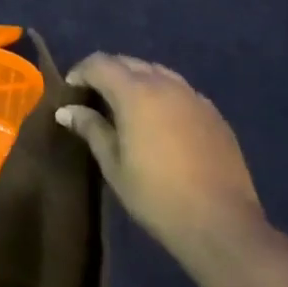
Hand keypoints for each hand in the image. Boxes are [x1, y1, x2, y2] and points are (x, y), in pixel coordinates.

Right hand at [55, 54, 263, 264]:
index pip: (100, 63)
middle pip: (128, 62)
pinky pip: (179, 90)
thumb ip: (91, 129)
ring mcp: (193, 96)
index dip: (81, 72)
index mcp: (135, 93)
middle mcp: (164, 84)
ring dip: (136, 80)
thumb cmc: (156, 196)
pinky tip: (160, 122)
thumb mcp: (114, 165)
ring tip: (126, 108)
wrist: (221, 223)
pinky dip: (162, 94)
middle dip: (107, 73)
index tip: (71, 92)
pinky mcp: (212, 112)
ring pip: (156, 72)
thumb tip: (66, 111)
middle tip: (94, 98)